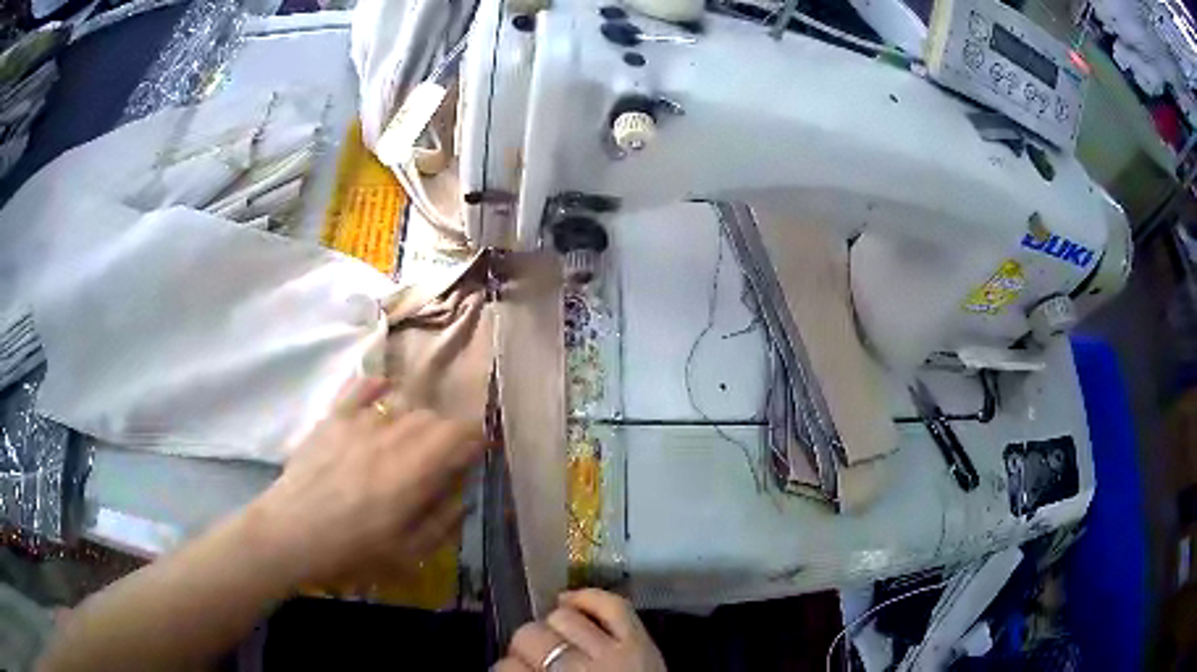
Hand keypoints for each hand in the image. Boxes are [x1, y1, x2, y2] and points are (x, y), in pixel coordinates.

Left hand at [248, 377, 485, 587]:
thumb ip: (444, 519)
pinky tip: (383, 393)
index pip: (462, 433)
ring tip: (408, 445)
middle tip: (440, 462)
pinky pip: (362, 387)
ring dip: (416, 422)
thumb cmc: (353, 550)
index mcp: (417, 469)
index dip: (475, 441)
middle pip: (434, 418)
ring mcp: (361, 421)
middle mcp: (393, 435)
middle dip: (446, 437)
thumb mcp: (409, 551)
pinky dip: (378, 387)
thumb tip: (464, 493)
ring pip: (404, 406)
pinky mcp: (334, 417)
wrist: (292, 533)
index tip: (475, 457)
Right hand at [496, 589, 665, 671]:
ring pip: (563, 618)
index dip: (506, 668)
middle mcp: (576, 670)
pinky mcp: (641, 642)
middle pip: (530, 636)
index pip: (506, 667)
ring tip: (557, 641)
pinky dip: (588, 598)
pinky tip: (571, 602)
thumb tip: (508, 668)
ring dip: (552, 627)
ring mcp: (613, 653)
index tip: (511, 671)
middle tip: (534, 660)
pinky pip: (611, 605)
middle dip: (525, 646)